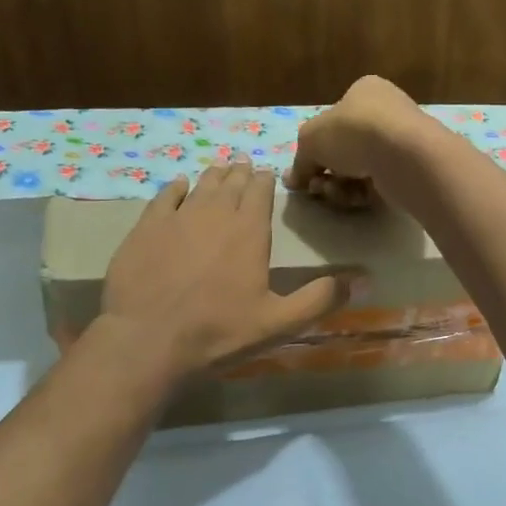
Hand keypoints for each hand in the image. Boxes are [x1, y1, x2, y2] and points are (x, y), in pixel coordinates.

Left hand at [101, 163, 347, 375]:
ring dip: (213, 176)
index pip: (260, 193)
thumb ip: (319, 300)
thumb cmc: (218, 332)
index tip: (267, 174)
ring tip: (220, 169)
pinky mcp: (145, 229)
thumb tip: (360, 281)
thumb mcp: (279, 323)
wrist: (147, 340)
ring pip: (200, 186)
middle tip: (245, 166)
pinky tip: (178, 185)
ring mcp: (176, 219)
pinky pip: (163, 198)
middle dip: (241, 174)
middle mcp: (214, 215)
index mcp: (249, 232)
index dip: (265, 181)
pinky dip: (174, 188)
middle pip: (231, 184)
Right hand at [285, 75, 439, 208]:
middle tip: (315, 185)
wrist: (403, 155)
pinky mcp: (410, 170)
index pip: (334, 119)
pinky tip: (353, 198)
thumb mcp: (311, 139)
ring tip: (331, 192)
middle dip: (326, 171)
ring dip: (339, 185)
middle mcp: (386, 112)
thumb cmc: (353, 131)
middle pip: (345, 148)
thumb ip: (300, 160)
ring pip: (359, 169)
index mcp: (365, 91)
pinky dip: (361, 193)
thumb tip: (292, 180)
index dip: (316, 145)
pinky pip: (377, 184)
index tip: (304, 169)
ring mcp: (400, 142)